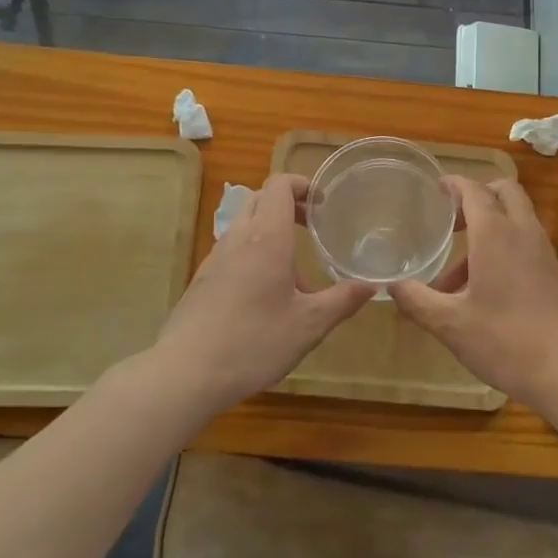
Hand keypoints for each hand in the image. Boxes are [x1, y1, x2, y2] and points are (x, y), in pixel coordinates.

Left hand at [152, 173, 373, 414]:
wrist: (186, 373)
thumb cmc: (254, 341)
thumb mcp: (309, 324)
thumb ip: (342, 300)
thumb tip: (371, 285)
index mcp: (267, 236)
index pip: (279, 185)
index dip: (302, 184)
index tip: (323, 203)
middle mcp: (239, 237)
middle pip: (260, 198)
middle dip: (287, 204)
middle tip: (312, 226)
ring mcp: (216, 257)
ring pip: (244, 224)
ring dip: (270, 231)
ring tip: (294, 270)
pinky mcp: (202, 279)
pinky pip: (232, 250)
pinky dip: (253, 254)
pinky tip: (265, 295)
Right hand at [392, 177, 557, 410]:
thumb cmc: (504, 339)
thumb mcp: (450, 324)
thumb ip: (417, 300)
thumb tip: (392, 286)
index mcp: (495, 233)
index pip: (475, 190)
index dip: (455, 184)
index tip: (438, 187)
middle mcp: (522, 231)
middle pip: (504, 191)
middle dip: (478, 195)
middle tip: (453, 219)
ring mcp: (542, 250)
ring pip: (516, 217)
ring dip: (489, 226)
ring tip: (457, 271)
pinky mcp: (553, 270)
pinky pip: (525, 240)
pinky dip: (504, 245)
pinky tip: (483, 287)